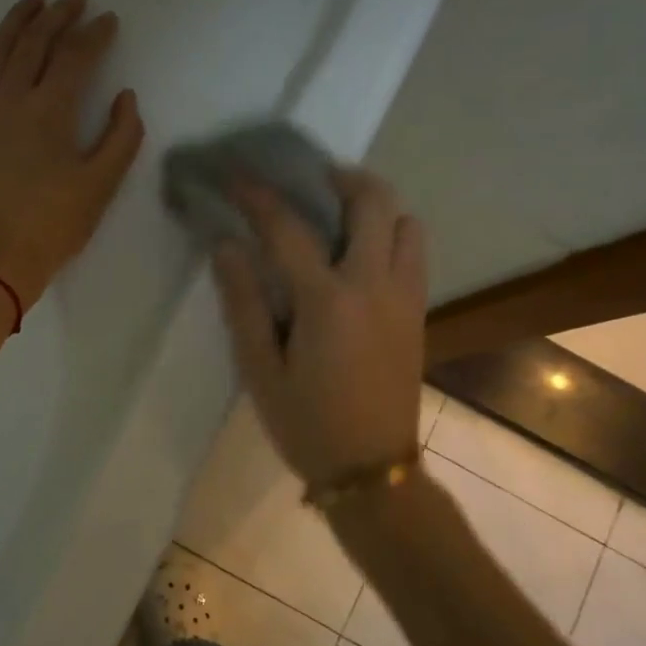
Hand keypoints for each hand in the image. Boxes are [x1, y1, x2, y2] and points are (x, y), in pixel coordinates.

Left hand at [0, 0, 144, 309]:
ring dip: (18, 20)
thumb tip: (125, 96)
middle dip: (58, 16)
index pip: (75, 56)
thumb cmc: (55, 224)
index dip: (95, 34)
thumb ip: (121, 136)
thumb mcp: (101, 184)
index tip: (109, 20)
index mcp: (50, 110)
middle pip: (35, 43)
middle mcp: (12, 98)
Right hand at [212, 168, 427, 487]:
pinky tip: (358, 256)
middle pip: (373, 202)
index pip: (288, 229)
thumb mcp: (259, 370)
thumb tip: (227, 246)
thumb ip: (243, 303)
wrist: (372, 470)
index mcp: (328, 301)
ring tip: (338, 215)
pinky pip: (413, 253)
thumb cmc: (306, 423)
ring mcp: (405, 298)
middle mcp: (375, 286)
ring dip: (374, 206)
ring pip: (406, 223)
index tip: (236, 174)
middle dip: (340, 177)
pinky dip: (391, 235)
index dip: (258, 195)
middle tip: (308, 179)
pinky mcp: (419, 313)